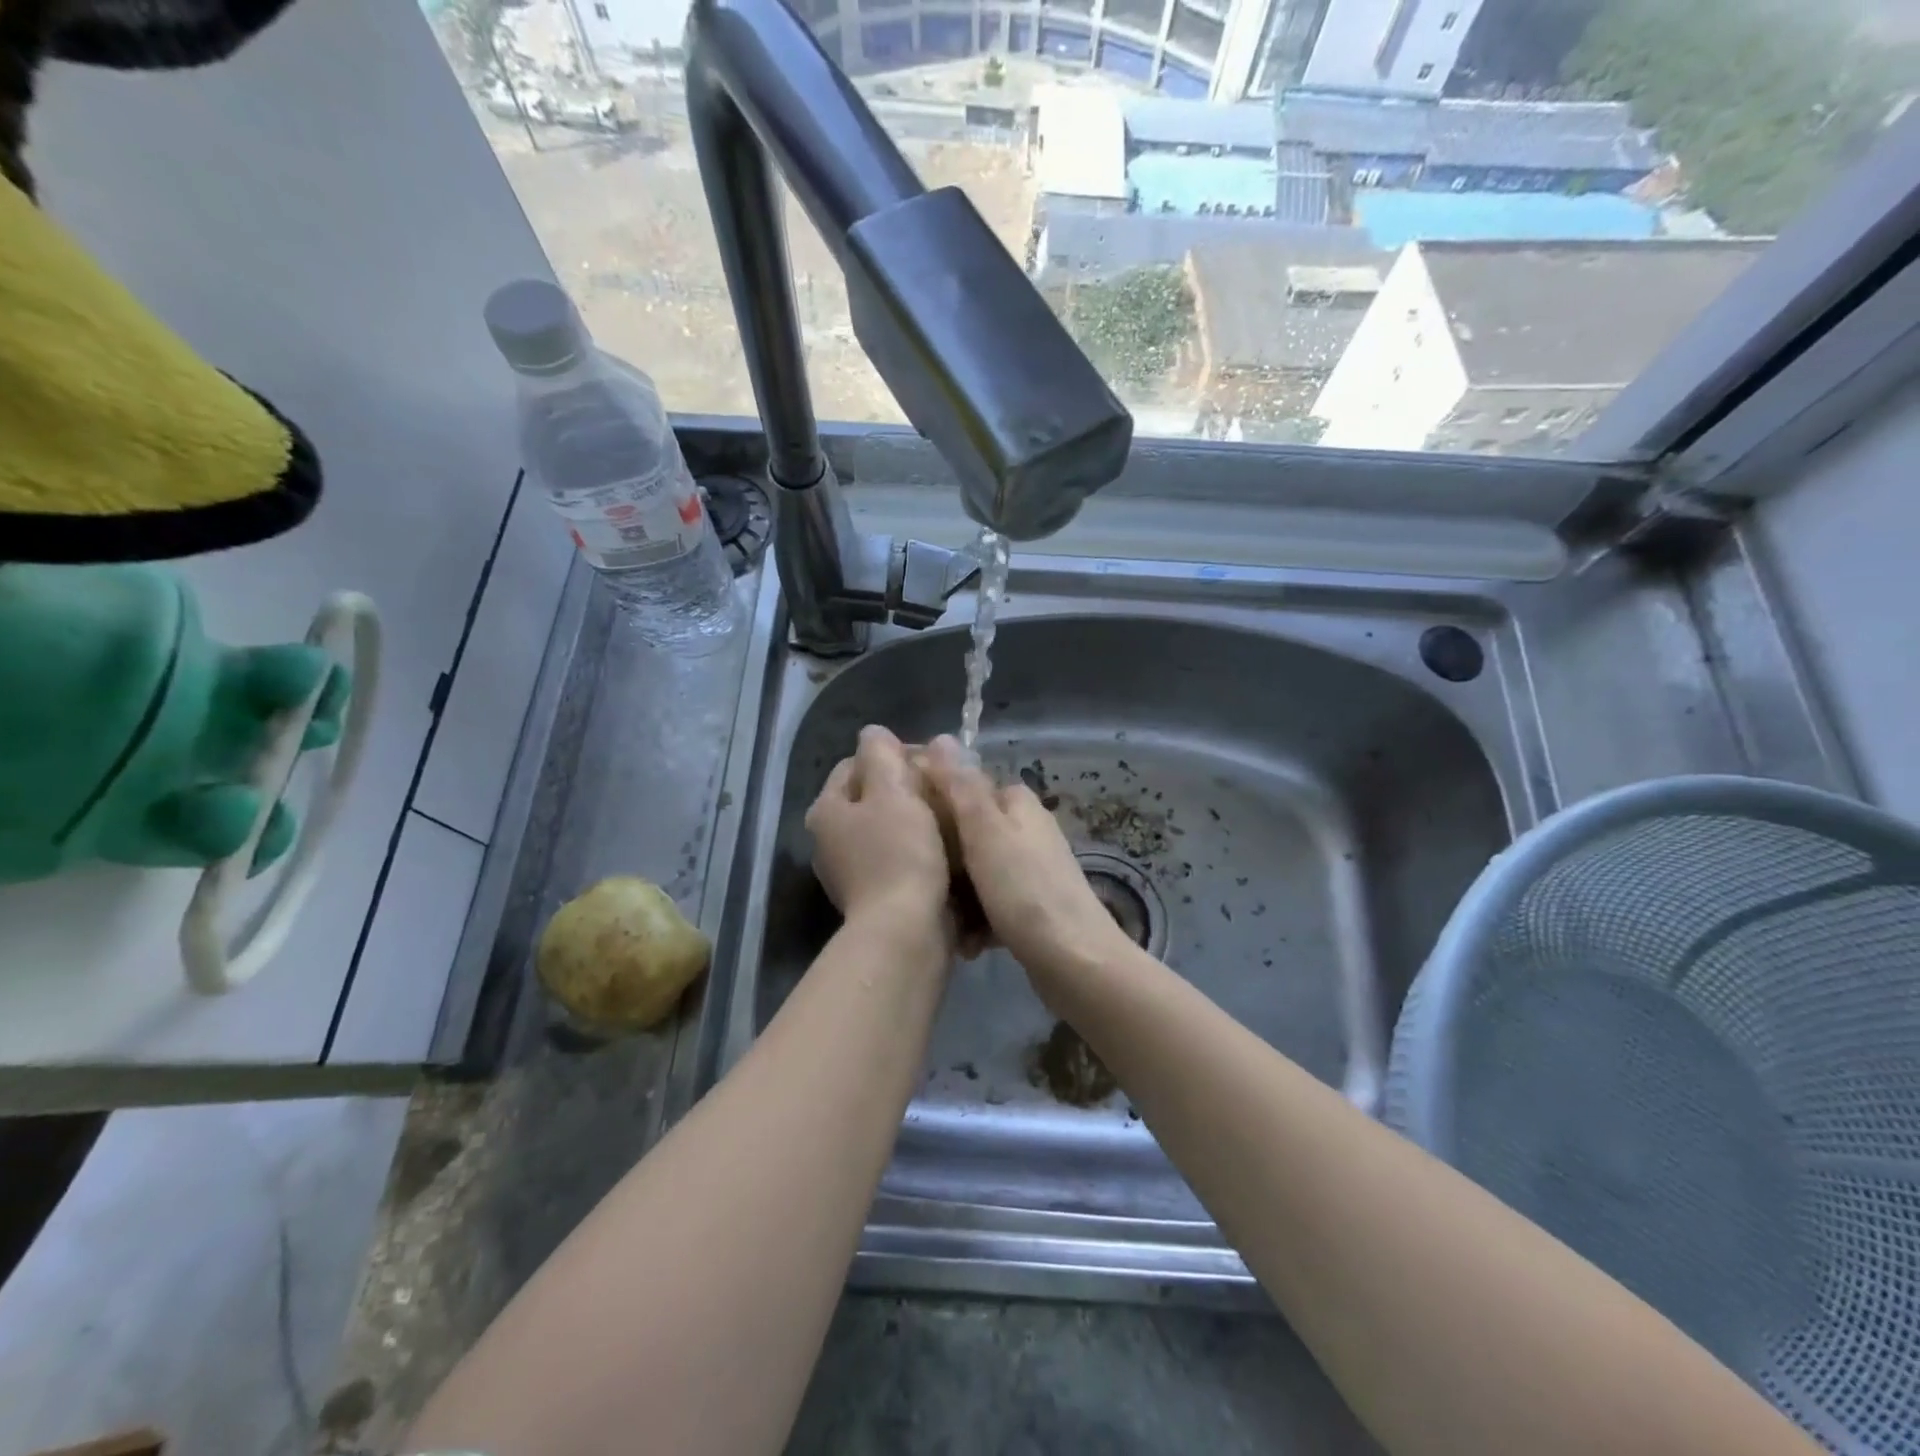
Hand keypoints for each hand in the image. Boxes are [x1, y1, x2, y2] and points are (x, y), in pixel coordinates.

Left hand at [807, 725, 951, 938]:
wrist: (906, 933)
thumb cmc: (900, 854)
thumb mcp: (893, 792)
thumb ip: (881, 754)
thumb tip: (873, 733)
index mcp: (827, 810)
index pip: (856, 764)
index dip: (895, 755)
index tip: (933, 762)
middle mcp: (830, 839)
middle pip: (873, 796)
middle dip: (910, 787)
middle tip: (946, 787)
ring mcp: (851, 870)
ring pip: (889, 827)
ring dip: (918, 818)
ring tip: (954, 816)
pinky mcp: (876, 895)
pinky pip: (899, 857)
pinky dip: (920, 849)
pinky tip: (948, 849)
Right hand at [922, 736, 1133, 998]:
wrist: (1074, 962)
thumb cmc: (1024, 890)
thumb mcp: (985, 832)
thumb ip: (960, 787)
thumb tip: (940, 738)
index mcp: (1017, 804)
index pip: (965, 786)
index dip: (932, 800)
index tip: (903, 822)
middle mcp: (1027, 830)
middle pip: (968, 832)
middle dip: (942, 858)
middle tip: (919, 878)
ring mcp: (1032, 869)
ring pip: (975, 871)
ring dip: (956, 895)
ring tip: (942, 918)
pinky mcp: (1032, 906)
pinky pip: (991, 902)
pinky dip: (977, 919)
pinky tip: (966, 942)